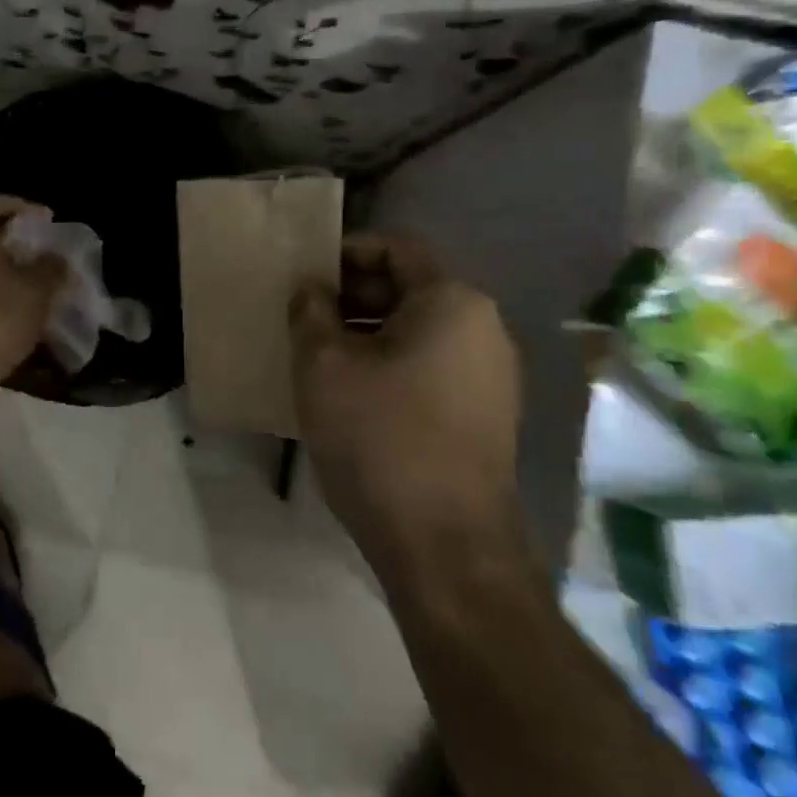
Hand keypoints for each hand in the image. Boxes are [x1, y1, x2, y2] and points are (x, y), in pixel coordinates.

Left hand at [0, 193, 68, 396]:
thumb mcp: (38, 290)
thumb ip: (52, 268)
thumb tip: (58, 259)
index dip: (18, 203)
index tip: (44, 220)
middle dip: (18, 240)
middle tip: (46, 251)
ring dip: (11, 269)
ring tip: (41, 282)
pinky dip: (1, 292)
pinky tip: (24, 310)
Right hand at [290, 233, 523, 581]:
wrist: (446, 548)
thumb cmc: (380, 438)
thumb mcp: (323, 365)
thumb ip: (310, 311)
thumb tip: (311, 289)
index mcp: (452, 302)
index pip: (395, 248)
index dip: (345, 253)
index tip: (305, 277)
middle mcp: (484, 329)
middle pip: (410, 289)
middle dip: (353, 297)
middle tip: (305, 319)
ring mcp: (492, 376)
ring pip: (419, 332)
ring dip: (368, 335)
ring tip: (320, 358)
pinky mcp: (487, 417)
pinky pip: (432, 368)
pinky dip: (391, 366)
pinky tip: (352, 395)